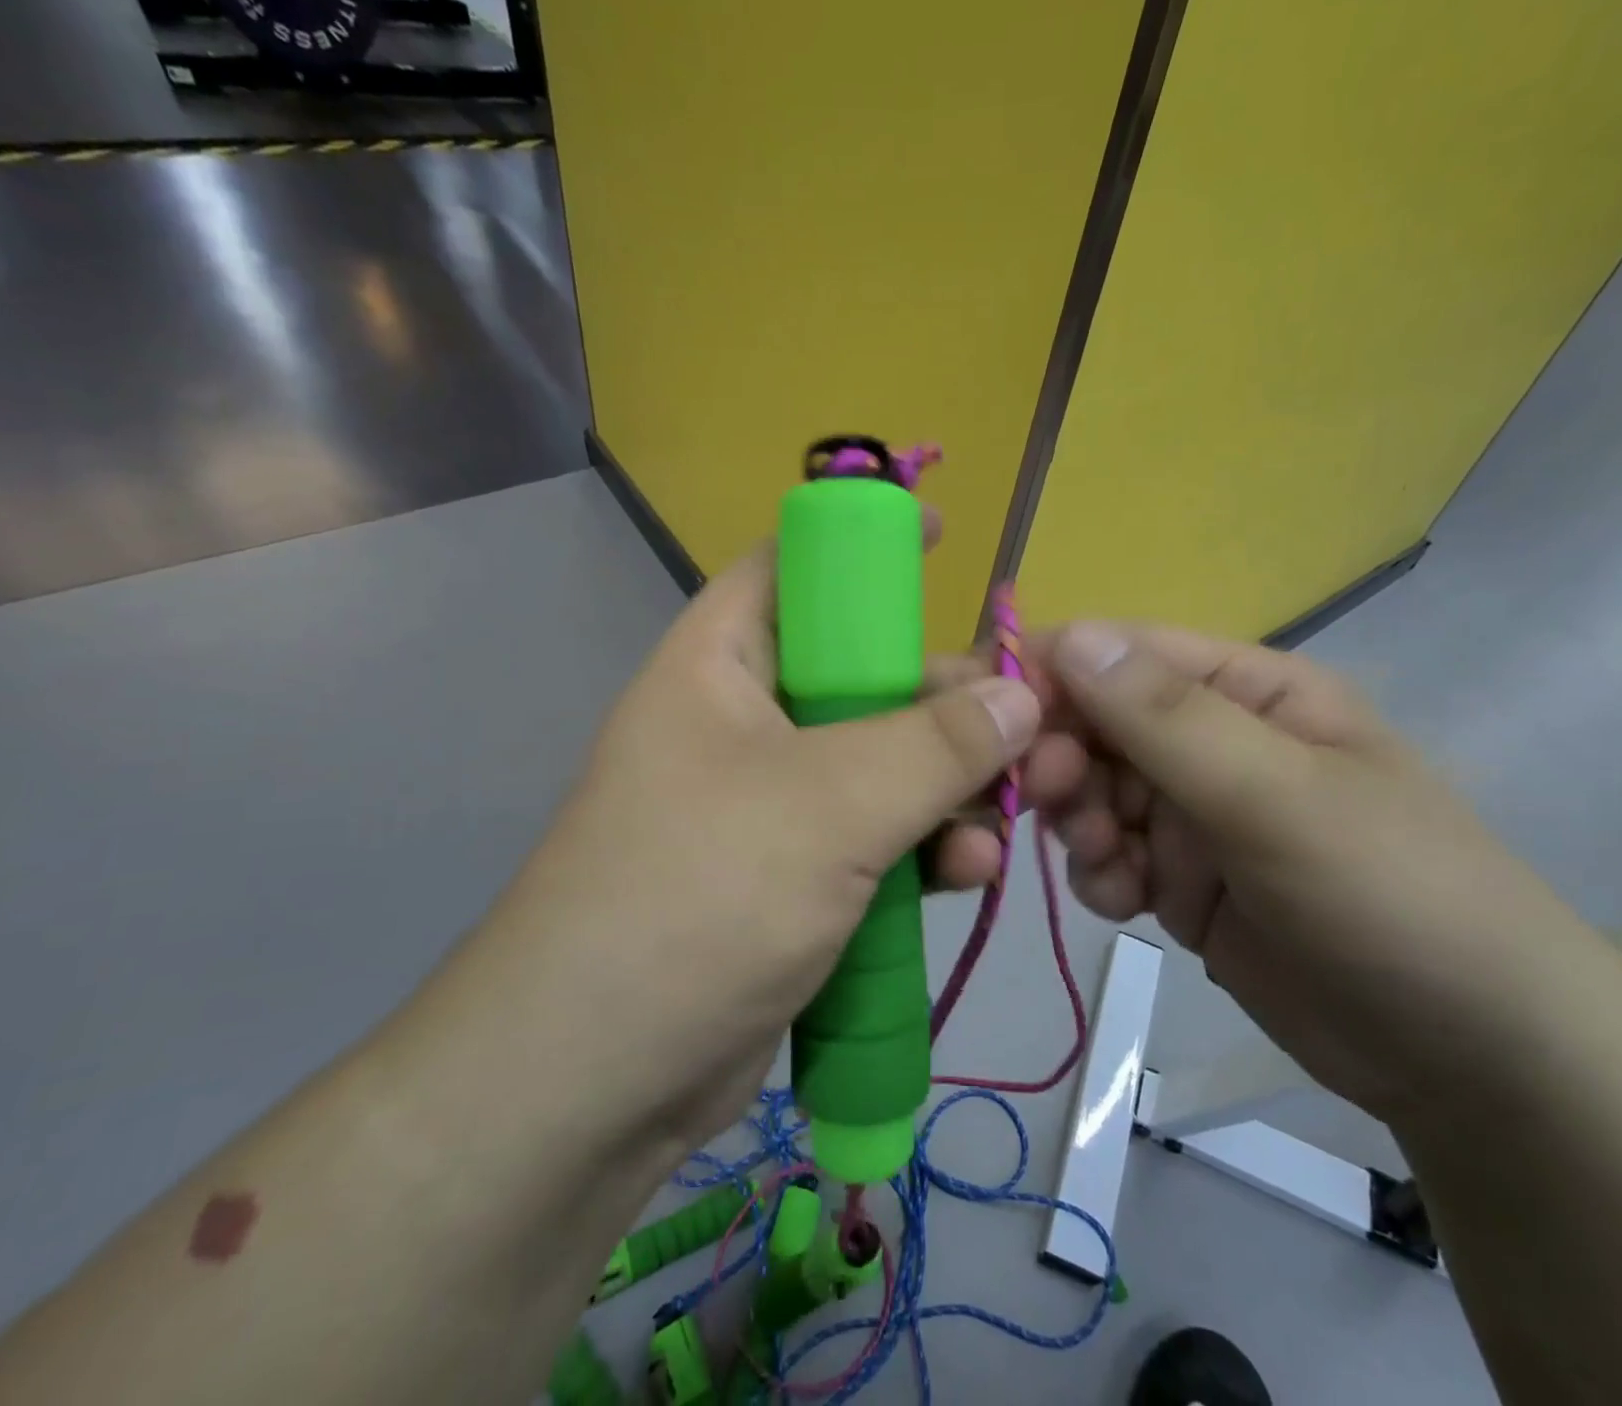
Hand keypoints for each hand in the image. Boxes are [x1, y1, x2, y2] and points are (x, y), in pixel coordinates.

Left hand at [444, 543, 1039, 1157]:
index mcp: (720, 664)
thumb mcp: (828, 804)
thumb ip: (934, 744)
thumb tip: (1020, 696)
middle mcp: (743, 722)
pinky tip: (970, 875)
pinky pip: (876, 837)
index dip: (866, 545)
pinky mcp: (792, 876)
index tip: (948, 540)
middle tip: (1026, 725)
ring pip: (881, 764)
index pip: (793, 566)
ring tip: (1006, 819)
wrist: (595, 1081)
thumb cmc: (698, 898)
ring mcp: (768, 803)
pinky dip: (925, 849)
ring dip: (949, 788)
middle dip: (946, 700)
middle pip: (862, 675)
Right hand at [1022, 623, 1608, 1119]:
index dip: (1050, 671)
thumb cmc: (1391, 896)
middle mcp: (1213, 741)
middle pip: (1096, 725)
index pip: (1123, 655)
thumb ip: (1167, 717)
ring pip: (1092, 793)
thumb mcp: (1278, 796)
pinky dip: (1100, 873)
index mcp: (1247, 690)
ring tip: (1108, 861)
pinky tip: (1128, 902)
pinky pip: (1107, 856)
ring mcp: (1194, 814)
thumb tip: (1068, 636)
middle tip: (1044, 797)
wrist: (1471, 1062)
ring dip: (1079, 822)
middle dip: (1062, 758)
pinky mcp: (1180, 880)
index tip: (986, 709)